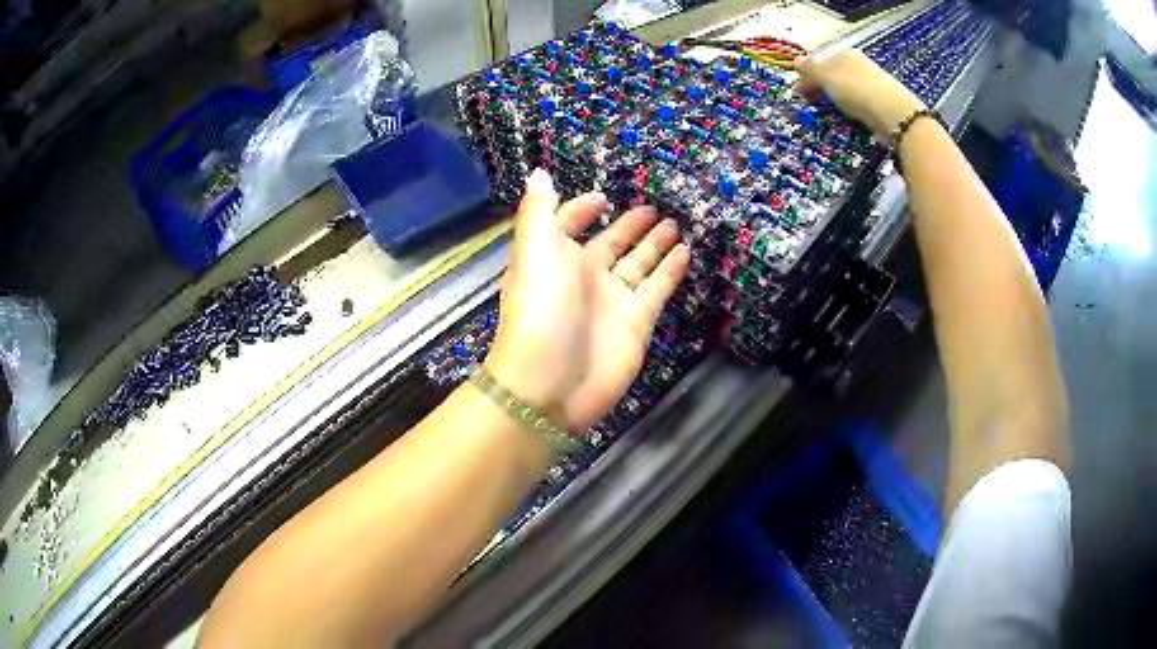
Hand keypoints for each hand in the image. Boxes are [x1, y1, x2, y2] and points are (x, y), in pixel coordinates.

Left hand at [486, 170, 689, 431]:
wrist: (551, 381)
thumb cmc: (540, 308)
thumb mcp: (534, 249)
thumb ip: (539, 210)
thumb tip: (539, 173)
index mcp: (554, 256)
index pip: (570, 225)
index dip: (581, 209)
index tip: (602, 197)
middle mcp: (584, 276)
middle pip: (611, 243)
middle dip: (630, 225)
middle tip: (655, 207)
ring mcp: (613, 300)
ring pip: (639, 263)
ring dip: (655, 244)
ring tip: (676, 223)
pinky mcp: (638, 321)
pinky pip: (657, 288)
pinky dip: (671, 270)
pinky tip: (685, 251)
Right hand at [795, 49, 924, 139]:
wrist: (895, 116)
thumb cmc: (857, 90)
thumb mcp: (826, 77)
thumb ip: (809, 69)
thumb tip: (796, 62)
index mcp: (844, 53)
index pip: (819, 60)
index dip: (807, 74)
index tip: (800, 92)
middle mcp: (858, 65)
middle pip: (832, 75)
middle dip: (821, 88)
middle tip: (813, 104)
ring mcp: (871, 83)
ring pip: (845, 91)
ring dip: (835, 101)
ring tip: (830, 114)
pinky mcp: (881, 103)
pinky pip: (858, 105)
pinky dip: (851, 111)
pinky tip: (850, 119)